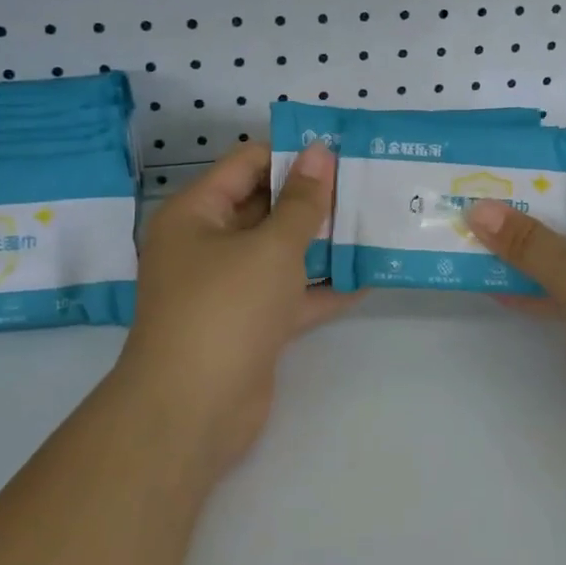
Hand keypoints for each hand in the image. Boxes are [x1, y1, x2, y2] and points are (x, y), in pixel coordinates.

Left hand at [119, 140, 349, 479]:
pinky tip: (368, 278)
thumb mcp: (271, 246)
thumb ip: (302, 201)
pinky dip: (322, 287)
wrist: (192, 412)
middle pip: (265, 206)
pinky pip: (289, 294)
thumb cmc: (227, 309)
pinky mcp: (249, 324)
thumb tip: (320, 152)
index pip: (247, 164)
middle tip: (366, 185)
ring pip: (280, 252)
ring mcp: (228, 287)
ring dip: (322, 242)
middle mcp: (207, 244)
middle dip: (314, 198)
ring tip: (373, 223)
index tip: (342, 153)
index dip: (293, 155)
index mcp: (197, 213)